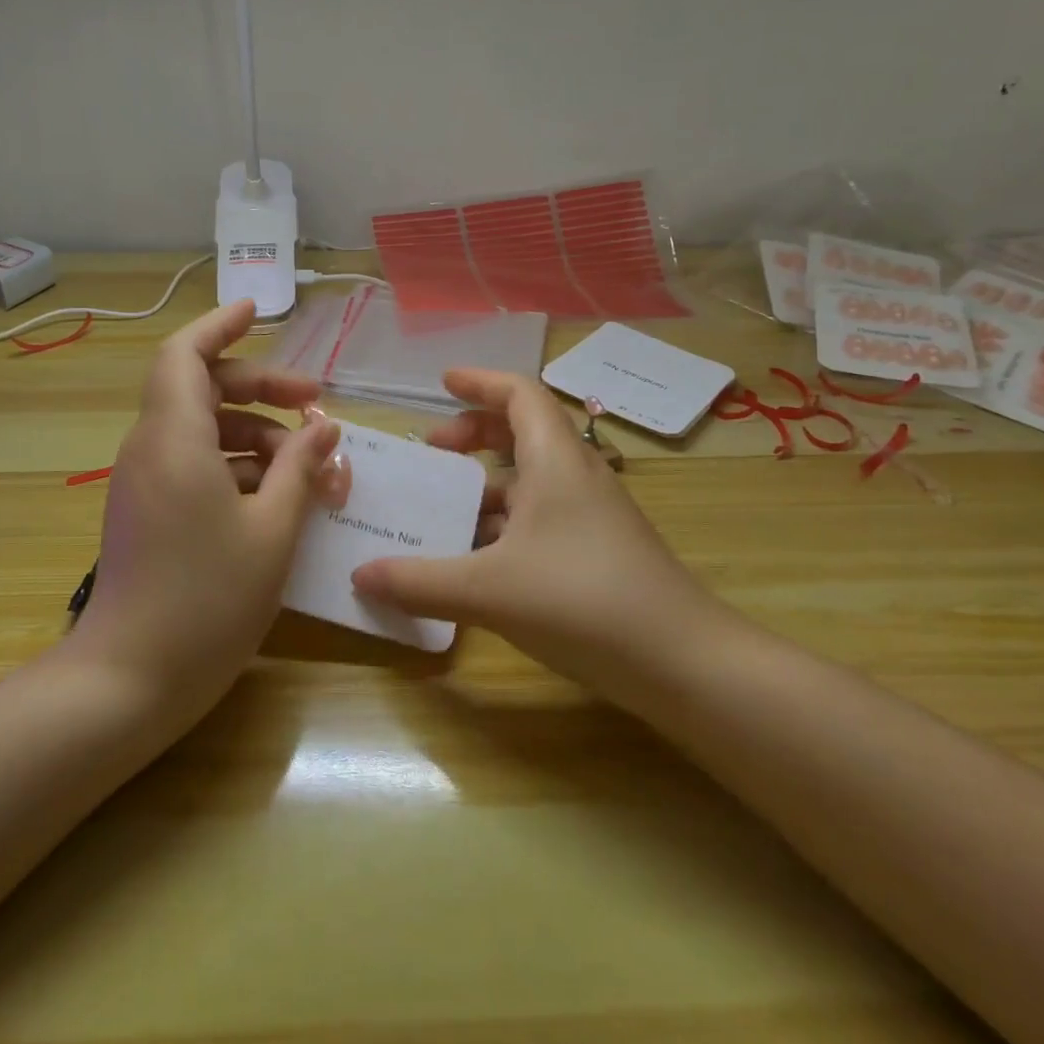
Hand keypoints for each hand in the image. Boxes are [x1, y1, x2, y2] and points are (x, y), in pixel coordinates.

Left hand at [71, 300, 345, 719]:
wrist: (130, 679)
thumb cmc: (207, 599)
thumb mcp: (272, 530)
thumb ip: (300, 469)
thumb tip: (322, 427)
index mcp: (174, 439)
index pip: (184, 354)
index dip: (218, 326)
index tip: (256, 311)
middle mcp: (151, 449)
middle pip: (202, 389)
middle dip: (261, 388)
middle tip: (315, 404)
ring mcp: (146, 482)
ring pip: (203, 430)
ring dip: (257, 434)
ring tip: (310, 464)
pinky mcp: (149, 511)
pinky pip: (195, 465)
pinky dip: (237, 466)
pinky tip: (279, 495)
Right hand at [352, 369, 727, 708]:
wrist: (683, 662)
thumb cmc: (581, 601)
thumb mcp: (488, 589)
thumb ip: (419, 582)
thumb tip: (359, 576)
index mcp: (555, 460)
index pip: (519, 394)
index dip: (480, 382)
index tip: (441, 382)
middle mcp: (576, 476)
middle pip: (524, 431)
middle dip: (474, 434)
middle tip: (432, 450)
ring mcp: (592, 515)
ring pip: (532, 479)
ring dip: (487, 484)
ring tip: (444, 508)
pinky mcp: (598, 550)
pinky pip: (542, 517)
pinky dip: (505, 522)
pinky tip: (478, 558)